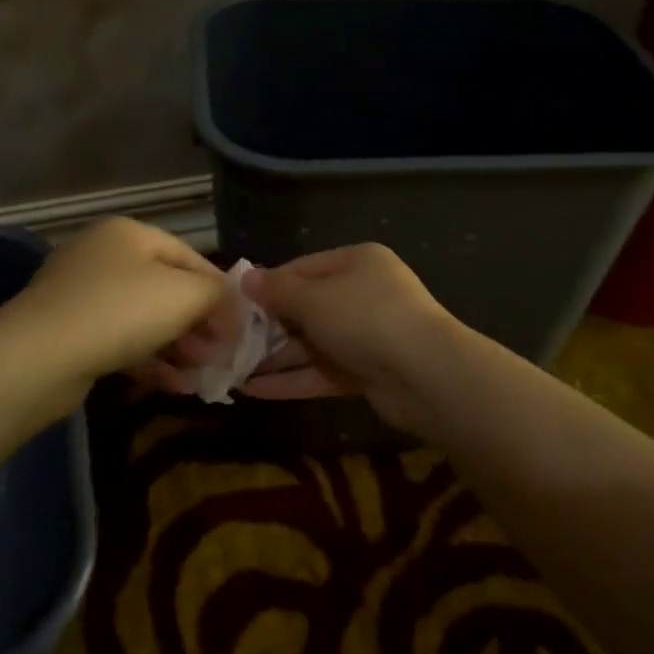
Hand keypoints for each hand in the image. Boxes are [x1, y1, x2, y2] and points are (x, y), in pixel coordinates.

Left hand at [5, 218, 227, 388]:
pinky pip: (120, 341)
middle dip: (199, 324)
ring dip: (179, 347)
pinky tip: (174, 386)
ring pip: (144, 319)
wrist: (39, 357)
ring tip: (202, 376)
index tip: (241, 326)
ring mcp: (81, 294)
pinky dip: (150, 360)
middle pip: (167, 289)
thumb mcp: (185, 295)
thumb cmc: (121, 311)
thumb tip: (231, 304)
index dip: (220, 292)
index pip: (191, 257)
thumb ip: (217, 294)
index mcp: (130, 234)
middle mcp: (103, 256)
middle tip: (221, 355)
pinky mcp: (69, 332)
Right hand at [238, 244, 461, 433]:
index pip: (302, 268)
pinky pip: (321, 372)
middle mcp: (363, 294)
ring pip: (311, 344)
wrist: (425, 374)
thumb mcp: (314, 298)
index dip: (268, 286)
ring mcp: (366, 336)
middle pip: (306, 308)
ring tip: (231, 370)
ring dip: (274, 357)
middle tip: (228, 341)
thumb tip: (245, 278)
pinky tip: (253, 390)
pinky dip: (290, 380)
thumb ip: (277, 291)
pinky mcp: (366, 372)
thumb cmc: (365, 318)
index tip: (234, 303)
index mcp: (357, 262)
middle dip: (267, 327)